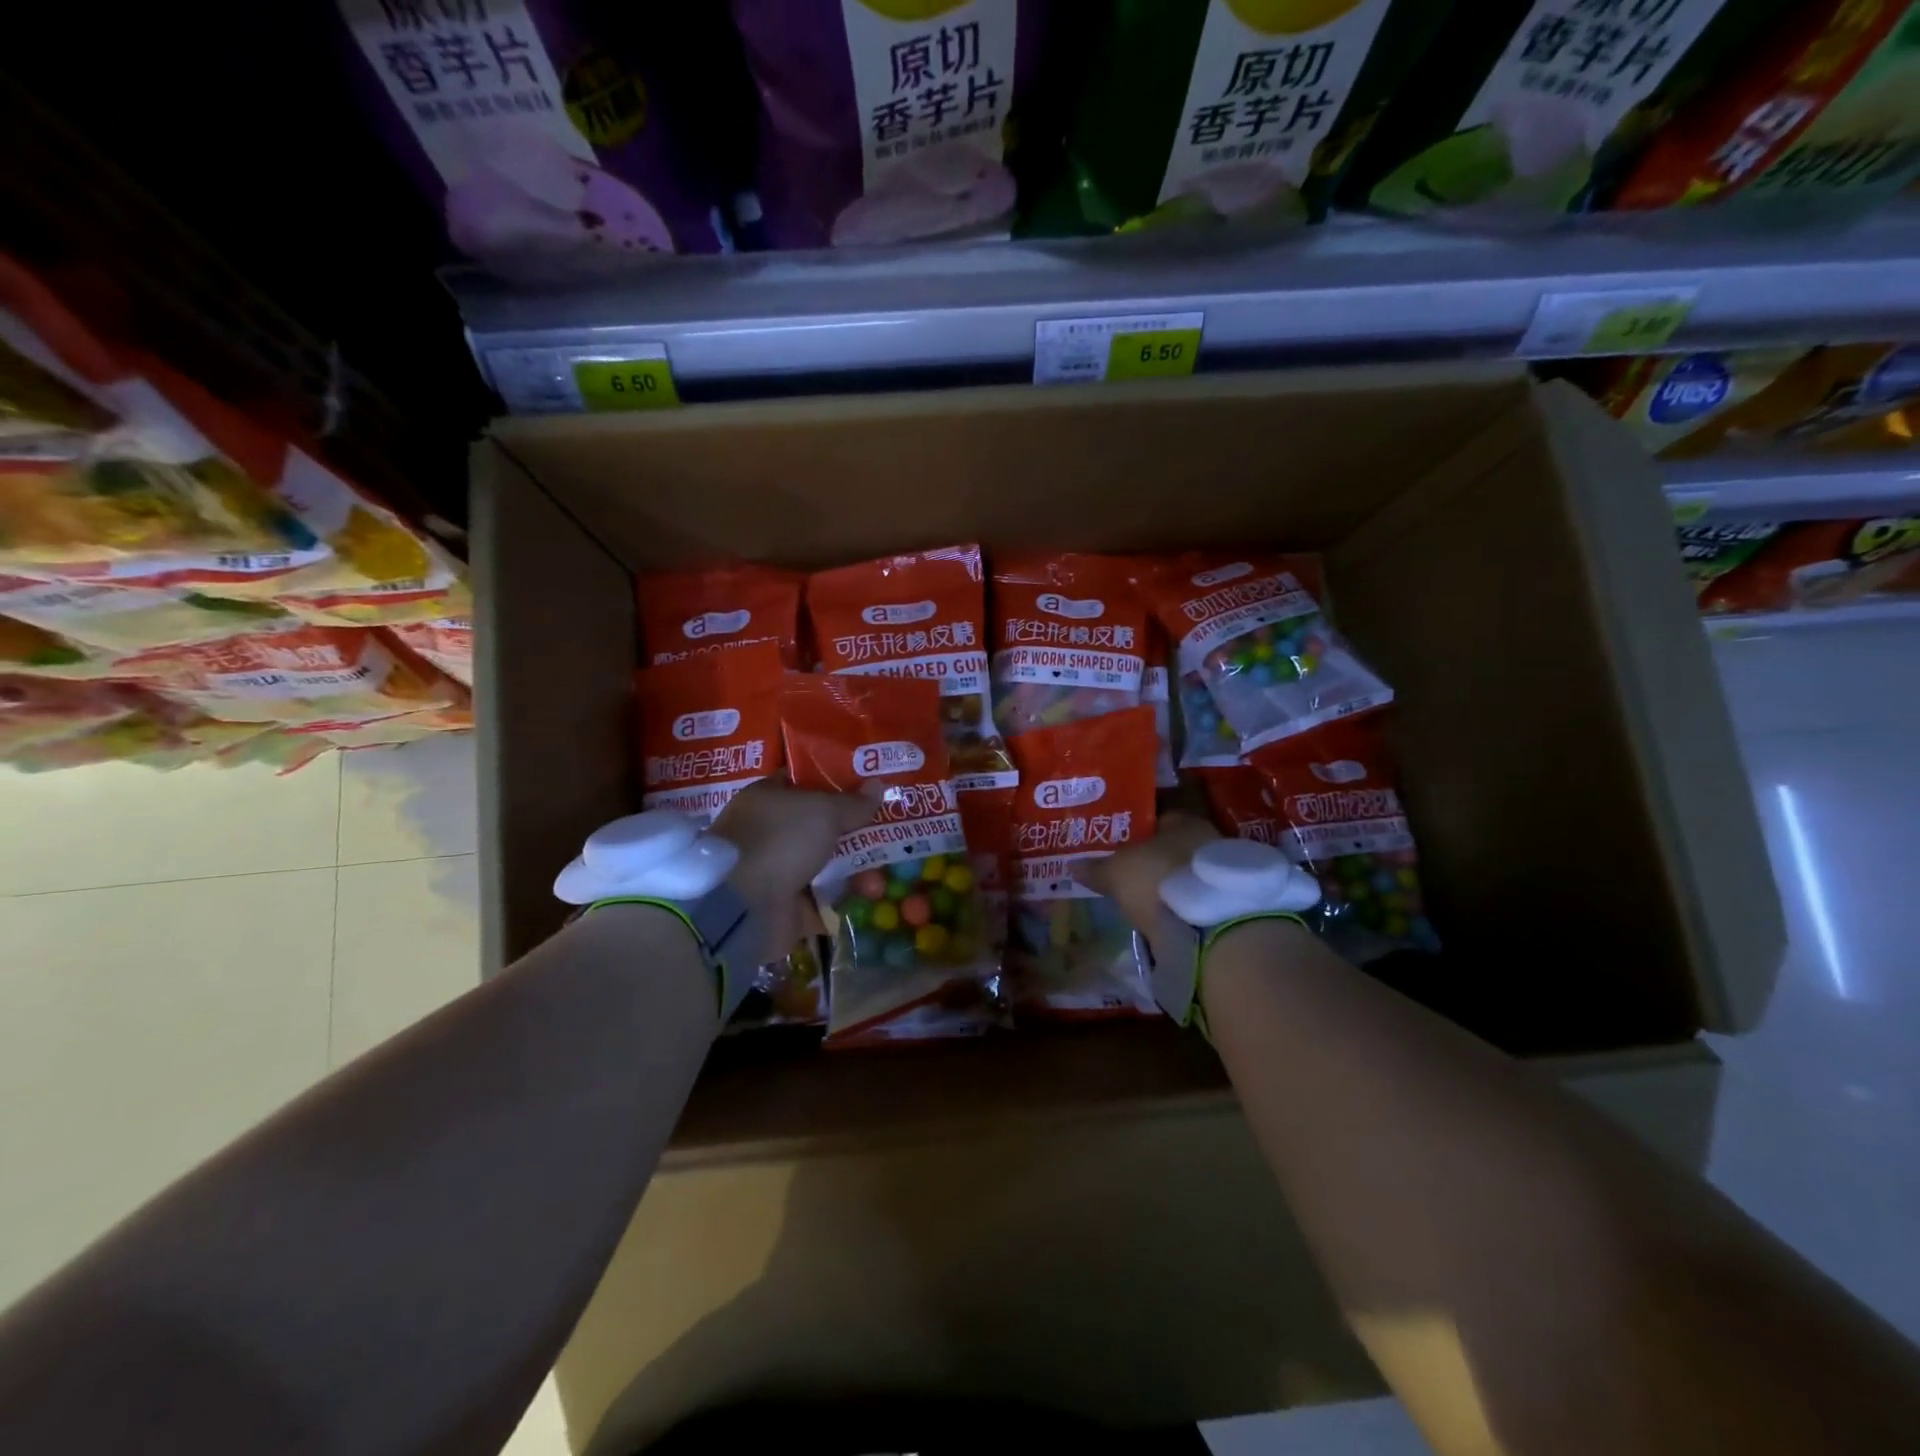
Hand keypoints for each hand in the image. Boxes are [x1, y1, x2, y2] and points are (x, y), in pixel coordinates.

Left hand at [712, 776, 879, 965]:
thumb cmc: (780, 840)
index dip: (837, 783)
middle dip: (856, 833)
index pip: (806, 783)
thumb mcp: (824, 811)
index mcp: (769, 798)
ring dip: (857, 870)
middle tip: (891, 833)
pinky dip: (846, 898)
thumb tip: (878, 785)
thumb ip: (853, 802)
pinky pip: (825, 898)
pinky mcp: (787, 906)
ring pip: (827, 864)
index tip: (870, 787)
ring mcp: (778, 870)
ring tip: (881, 875)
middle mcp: (771, 832)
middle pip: (822, 827)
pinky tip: (871, 896)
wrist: (743, 905)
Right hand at [1074, 811, 1220, 967]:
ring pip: (1187, 874)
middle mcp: (1209, 840)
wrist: (1209, 926)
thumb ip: (1095, 868)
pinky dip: (1183, 906)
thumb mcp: (1116, 872)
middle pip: (1175, 846)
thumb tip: (1071, 865)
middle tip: (1131, 872)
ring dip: (1171, 884)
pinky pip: (1197, 899)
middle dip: (1156, 859)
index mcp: (1184, 821)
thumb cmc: (1158, 878)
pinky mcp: (1228, 906)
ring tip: (1147, 899)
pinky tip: (1166, 917)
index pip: (1161, 818)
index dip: (1139, 831)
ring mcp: (1222, 874)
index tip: (1121, 845)